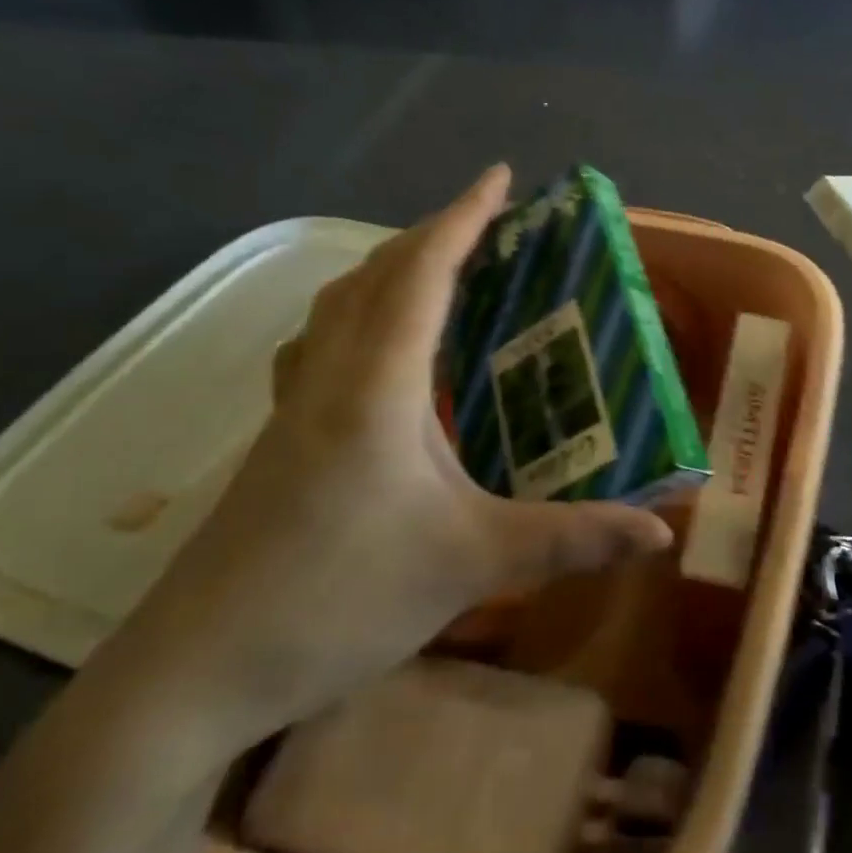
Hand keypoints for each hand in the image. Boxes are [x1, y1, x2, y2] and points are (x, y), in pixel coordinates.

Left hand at [100, 165, 672, 751]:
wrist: (190, 675)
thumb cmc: (338, 601)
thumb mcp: (471, 564)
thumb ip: (571, 540)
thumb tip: (660, 533)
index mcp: (377, 387)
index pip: (423, 275)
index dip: (464, 218)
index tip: (499, 176)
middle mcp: (330, 377)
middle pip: (376, 274)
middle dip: (433, 233)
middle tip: (488, 221)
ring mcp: (293, 407)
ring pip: (340, 305)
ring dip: (391, 268)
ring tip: (440, 267)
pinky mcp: (278, 438)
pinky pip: (323, 343)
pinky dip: (360, 314)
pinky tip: (379, 349)